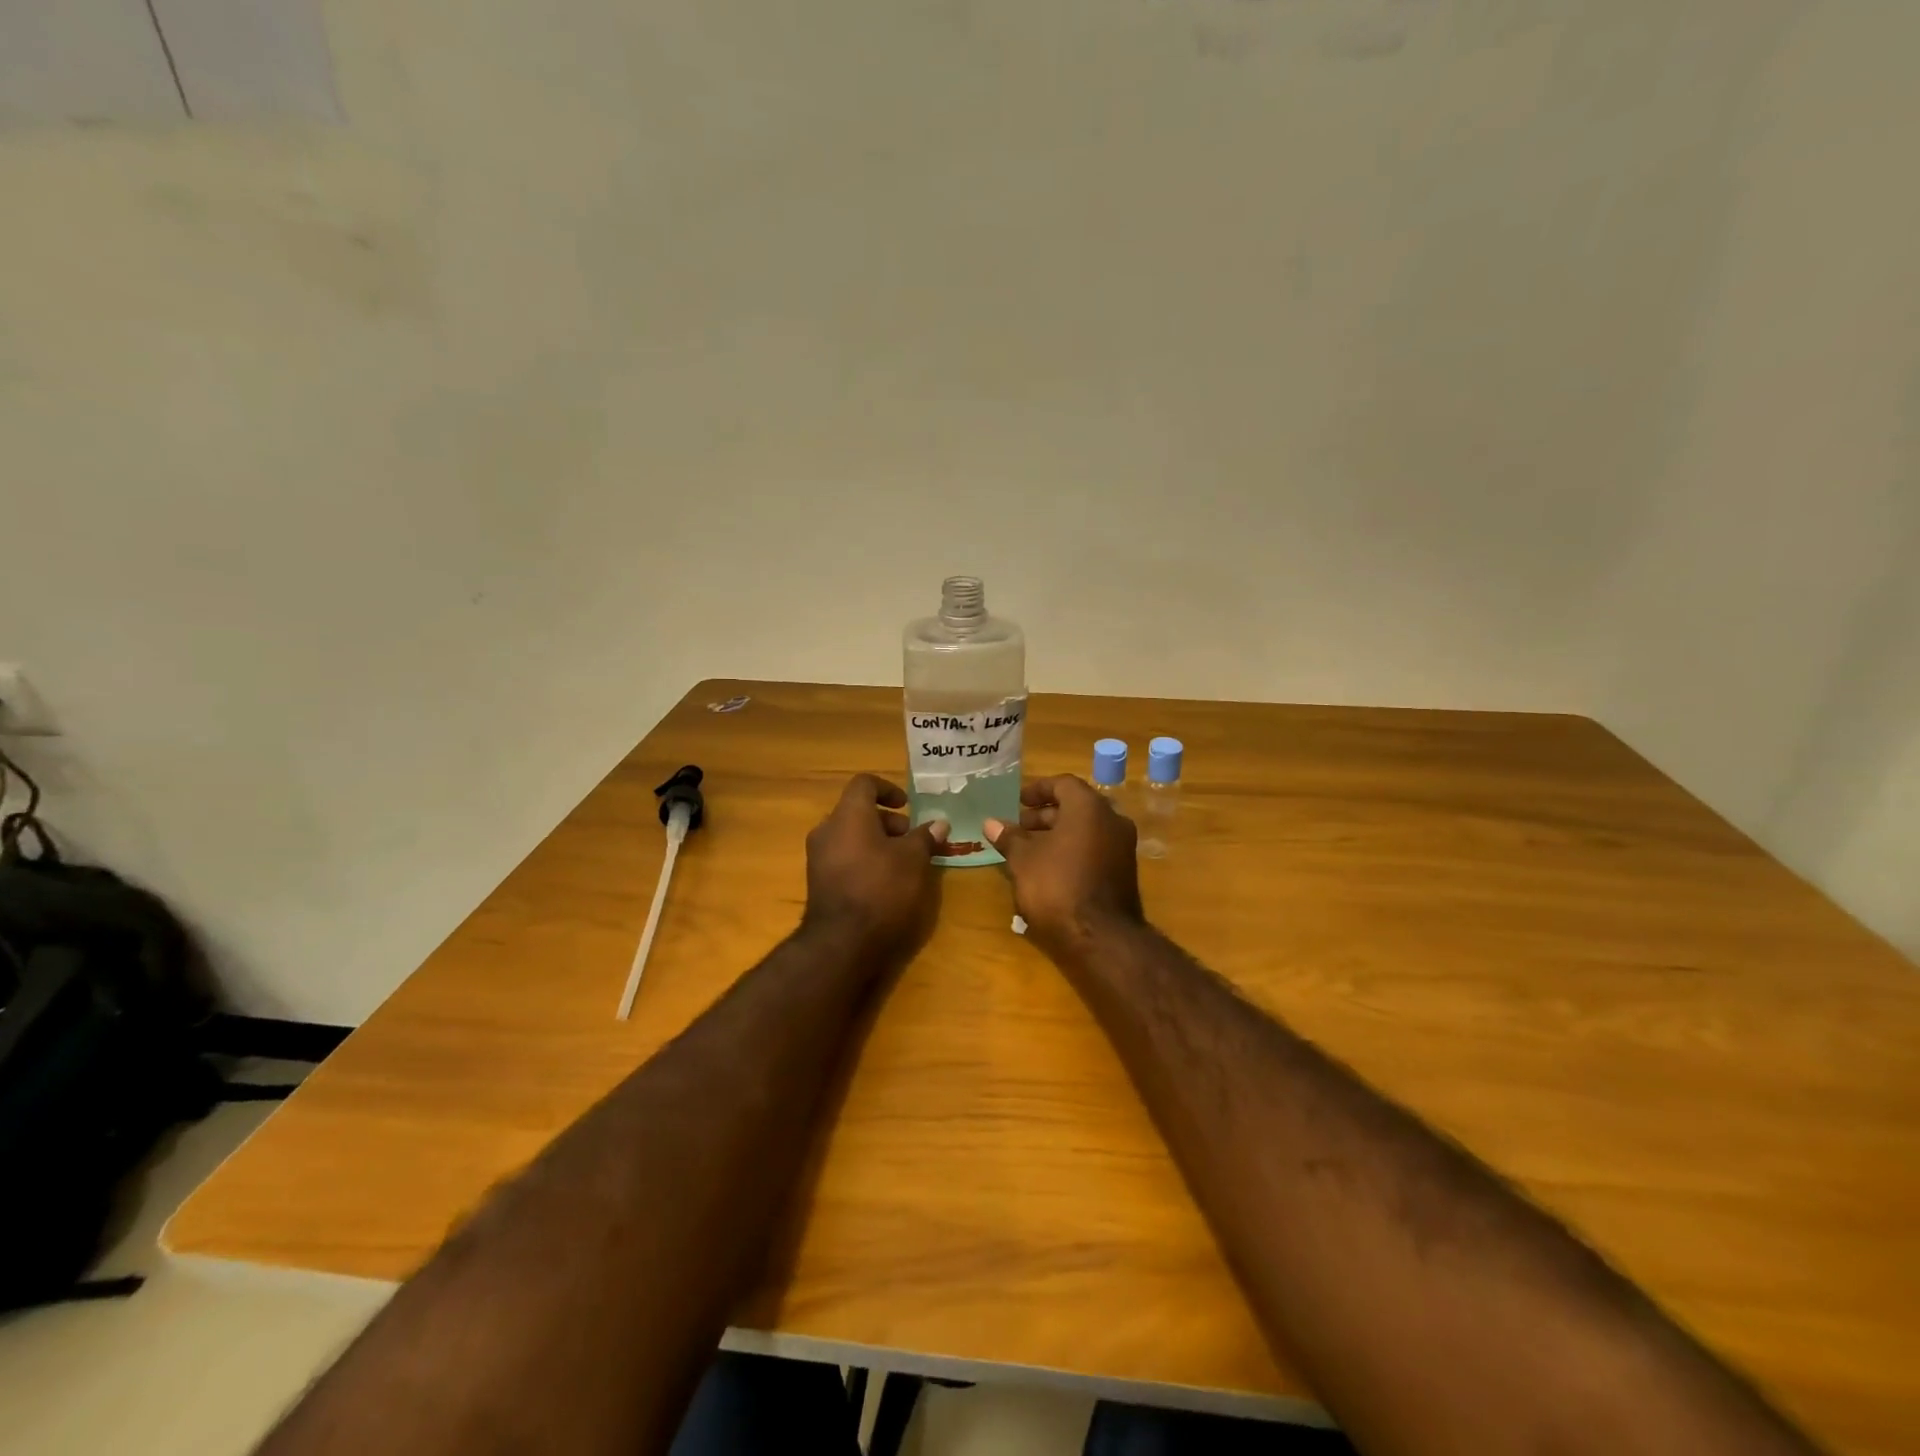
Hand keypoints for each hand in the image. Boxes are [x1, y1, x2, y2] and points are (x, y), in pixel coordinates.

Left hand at [802, 774, 947, 966]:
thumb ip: (925, 837)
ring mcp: (818, 857)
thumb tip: (939, 823)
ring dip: (877, 842)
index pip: (864, 783)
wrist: (842, 941)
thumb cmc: (882, 888)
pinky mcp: (818, 881)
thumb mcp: (914, 860)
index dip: (888, 789)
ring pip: (850, 836)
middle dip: (888, 822)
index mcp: (848, 815)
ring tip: (903, 863)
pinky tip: (884, 881)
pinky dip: (864, 859)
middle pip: (857, 811)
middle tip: (912, 840)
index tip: (907, 806)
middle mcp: (827, 829)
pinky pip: (844, 857)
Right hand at [985, 776, 1144, 960]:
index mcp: (1089, 807)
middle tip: (1019, 827)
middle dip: (1045, 815)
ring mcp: (1123, 847)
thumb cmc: (1057, 886)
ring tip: (1029, 850)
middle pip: (1076, 806)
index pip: (1063, 784)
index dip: (1038, 790)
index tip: (1017, 801)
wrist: (1100, 937)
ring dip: (1058, 834)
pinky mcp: (1124, 872)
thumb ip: (1009, 837)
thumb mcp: (1024, 860)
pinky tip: (1050, 869)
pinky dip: (1073, 850)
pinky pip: (1095, 849)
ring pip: (1086, 830)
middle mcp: (1112, 820)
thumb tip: (991, 822)